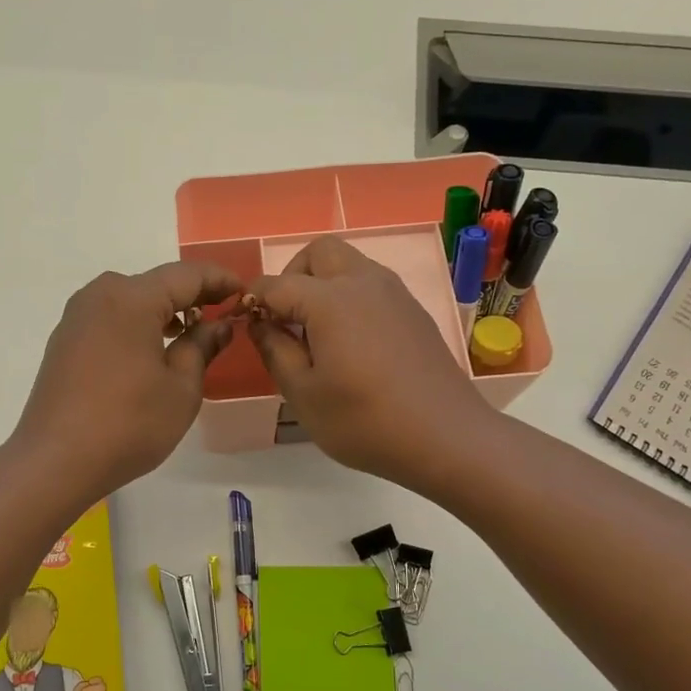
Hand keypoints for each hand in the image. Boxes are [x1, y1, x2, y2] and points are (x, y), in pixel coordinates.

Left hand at [12, 261, 241, 500]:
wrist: (54, 461)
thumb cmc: (129, 424)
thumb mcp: (181, 388)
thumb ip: (202, 347)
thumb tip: (219, 325)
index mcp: (132, 298)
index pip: (187, 275)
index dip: (220, 280)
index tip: (245, 293)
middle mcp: (100, 295)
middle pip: (156, 284)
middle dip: (192, 296)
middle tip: (222, 315)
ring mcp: (77, 317)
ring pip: (131, 301)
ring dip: (163, 312)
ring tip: (191, 335)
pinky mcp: (65, 340)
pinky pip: (111, 319)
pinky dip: (137, 326)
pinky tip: (152, 351)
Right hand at [245, 236, 493, 487]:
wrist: (445, 437)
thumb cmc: (364, 421)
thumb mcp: (303, 394)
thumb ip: (274, 350)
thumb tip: (260, 322)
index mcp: (330, 300)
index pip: (276, 284)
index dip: (254, 300)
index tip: (245, 323)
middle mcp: (363, 283)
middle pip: (319, 252)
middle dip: (292, 276)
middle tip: (286, 318)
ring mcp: (394, 294)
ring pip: (349, 264)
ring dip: (323, 283)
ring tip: (317, 333)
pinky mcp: (413, 311)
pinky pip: (372, 286)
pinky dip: (350, 297)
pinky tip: (352, 344)